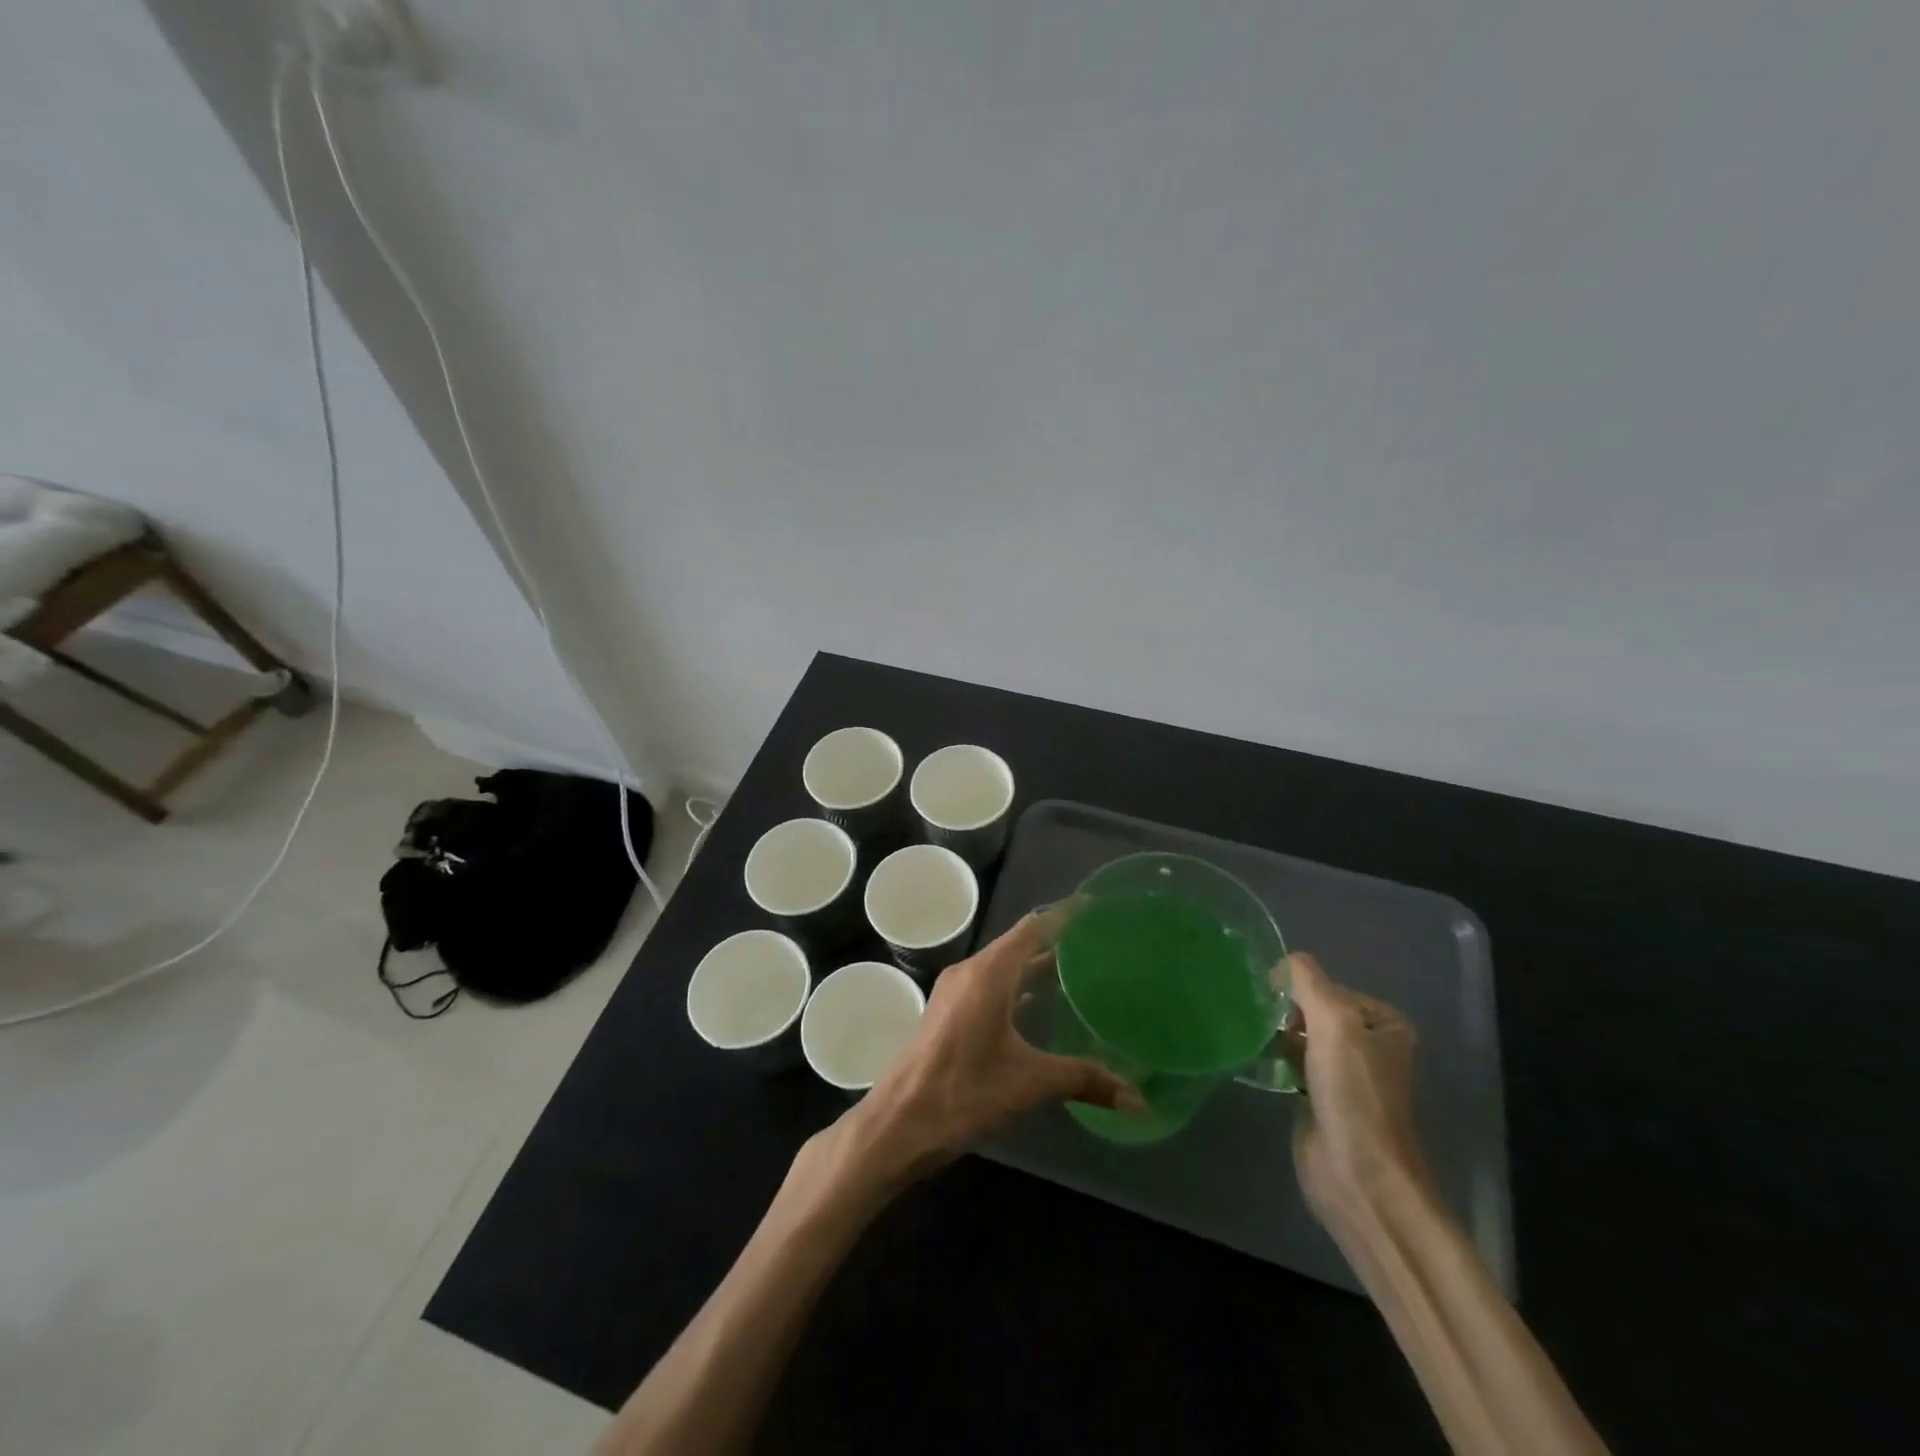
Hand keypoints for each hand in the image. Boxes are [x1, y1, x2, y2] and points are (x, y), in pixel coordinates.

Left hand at [832, 911, 1143, 1188]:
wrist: (898, 1122)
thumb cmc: (963, 1092)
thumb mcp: (1028, 1083)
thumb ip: (1083, 1080)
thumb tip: (1139, 1100)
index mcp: (988, 974)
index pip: (1032, 928)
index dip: (1063, 915)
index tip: (1094, 907)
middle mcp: (970, 972)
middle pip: (1018, 944)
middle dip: (1054, 941)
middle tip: (1096, 943)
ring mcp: (955, 992)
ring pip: (1002, 967)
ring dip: (1034, 966)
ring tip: (1076, 971)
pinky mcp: (948, 1012)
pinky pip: (989, 985)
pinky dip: (1016, 986)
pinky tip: (1037, 1005)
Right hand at [1281, 953, 1431, 1224]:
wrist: (1358, 1174)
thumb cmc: (1354, 1093)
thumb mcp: (1333, 1021)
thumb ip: (1307, 981)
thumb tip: (1282, 962)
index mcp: (1385, 1024)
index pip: (1330, 986)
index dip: (1301, 991)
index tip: (1276, 1005)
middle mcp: (1369, 1046)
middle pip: (1314, 1009)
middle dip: (1286, 1010)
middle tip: (1261, 1019)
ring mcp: (1344, 1074)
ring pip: (1300, 1035)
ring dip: (1277, 1032)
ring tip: (1252, 1032)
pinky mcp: (1319, 1098)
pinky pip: (1291, 1062)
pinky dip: (1273, 1056)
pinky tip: (1255, 1057)